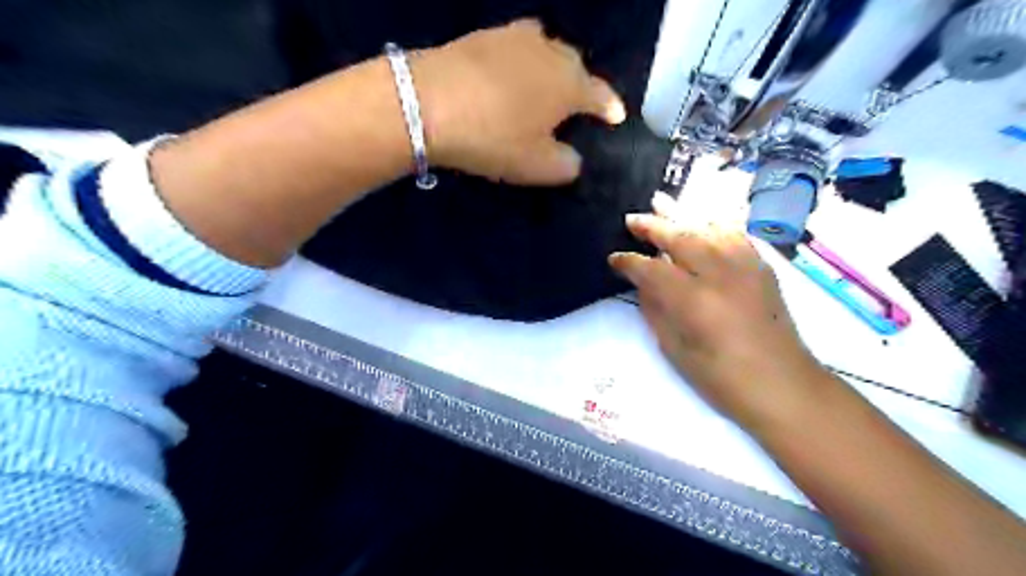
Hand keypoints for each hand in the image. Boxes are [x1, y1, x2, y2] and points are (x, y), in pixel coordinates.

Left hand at [412, 18, 619, 184]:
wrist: (427, 102)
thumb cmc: (493, 138)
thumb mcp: (537, 166)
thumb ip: (566, 165)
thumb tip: (572, 157)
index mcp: (570, 83)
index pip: (601, 95)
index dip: (610, 109)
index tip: (616, 118)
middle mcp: (550, 51)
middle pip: (575, 67)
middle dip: (580, 87)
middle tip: (574, 109)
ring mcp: (515, 37)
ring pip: (546, 53)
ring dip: (550, 72)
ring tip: (543, 91)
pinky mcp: (484, 35)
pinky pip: (516, 50)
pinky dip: (521, 65)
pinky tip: (509, 80)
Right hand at [608, 199, 822, 429]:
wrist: (783, 385)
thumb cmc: (721, 378)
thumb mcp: (675, 349)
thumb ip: (656, 310)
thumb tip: (644, 283)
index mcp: (693, 300)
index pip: (651, 269)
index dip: (630, 262)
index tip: (615, 259)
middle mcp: (719, 274)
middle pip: (680, 237)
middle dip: (652, 226)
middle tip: (632, 219)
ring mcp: (745, 266)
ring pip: (708, 227)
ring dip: (682, 215)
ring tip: (662, 202)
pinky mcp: (762, 267)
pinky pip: (734, 233)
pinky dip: (713, 222)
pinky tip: (701, 219)